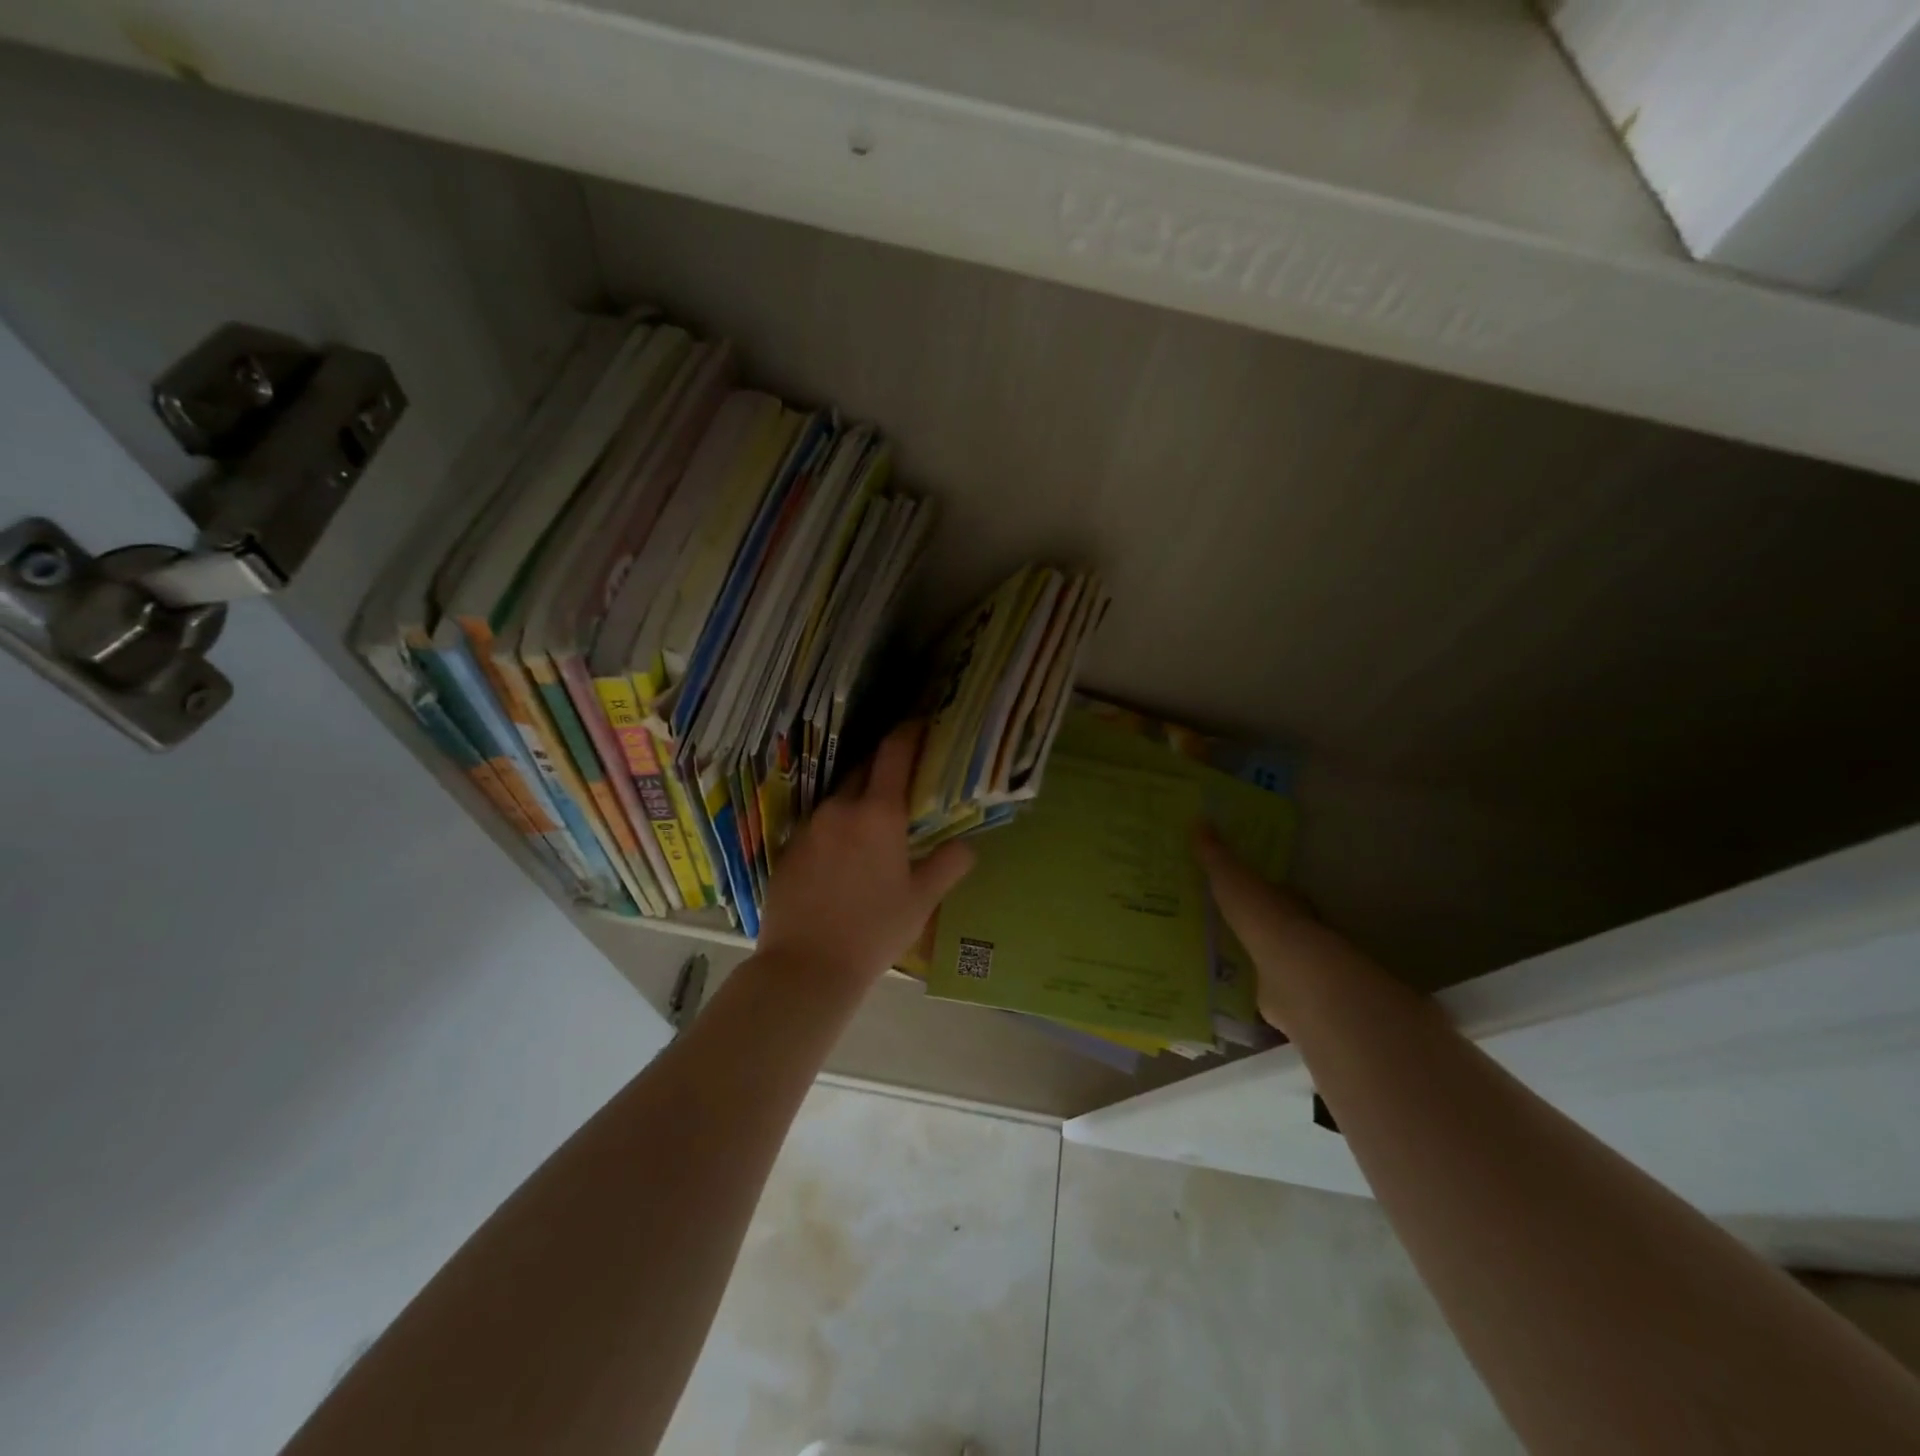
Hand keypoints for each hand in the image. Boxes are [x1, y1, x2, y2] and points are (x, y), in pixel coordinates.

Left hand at [757, 723, 975, 983]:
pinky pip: (819, 822)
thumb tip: (967, 845)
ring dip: (859, 798)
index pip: (894, 753)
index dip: (909, 733)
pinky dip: (836, 825)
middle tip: (905, 778)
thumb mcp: (921, 900)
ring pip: (839, 797)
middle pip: (863, 769)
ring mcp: (809, 826)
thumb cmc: (873, 931)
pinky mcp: (788, 847)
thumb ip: (948, 864)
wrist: (805, 967)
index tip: (921, 724)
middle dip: (884, 767)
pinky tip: (844, 853)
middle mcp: (840, 808)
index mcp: (878, 813)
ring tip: (875, 820)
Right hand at [1195, 826, 1367, 1030]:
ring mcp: (1288, 967)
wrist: (1291, 976)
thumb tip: (1198, 819)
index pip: (1270, 891)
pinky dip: (1236, 989)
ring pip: (1259, 957)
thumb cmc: (1264, 919)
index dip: (1249, 889)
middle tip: (1203, 924)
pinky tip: (1210, 988)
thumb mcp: (1232, 879)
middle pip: (1264, 925)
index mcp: (1285, 901)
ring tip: (1198, 956)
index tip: (1221, 890)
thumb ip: (1215, 855)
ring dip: (1238, 958)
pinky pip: (1251, 989)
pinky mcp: (1278, 998)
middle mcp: (1292, 932)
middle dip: (1241, 925)